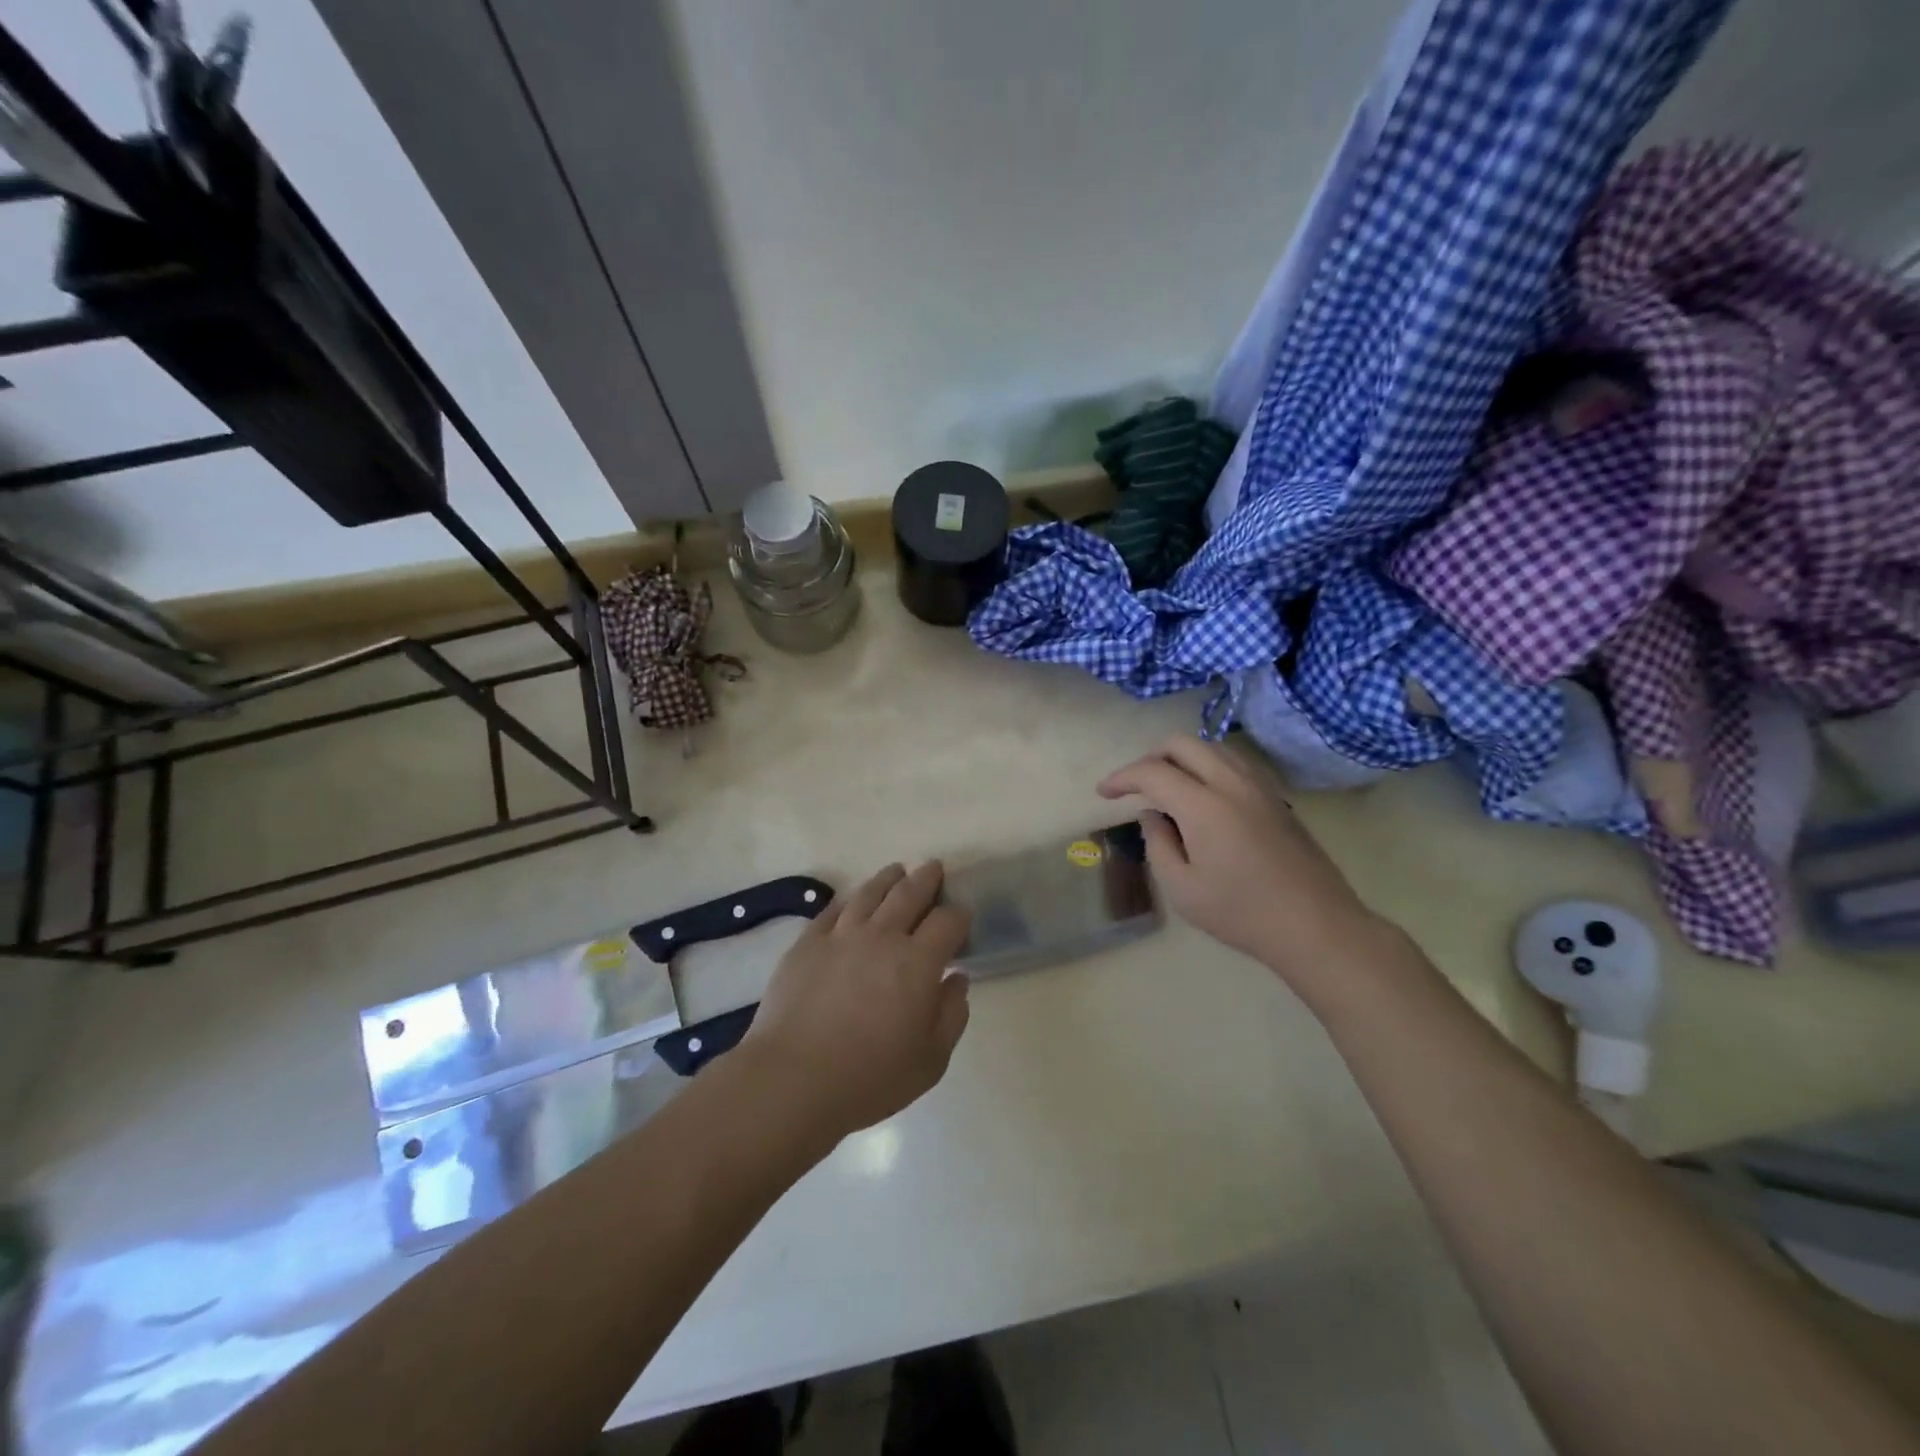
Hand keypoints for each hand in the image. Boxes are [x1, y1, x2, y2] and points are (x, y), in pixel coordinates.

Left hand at [741, 861, 971, 1141]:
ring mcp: (841, 935)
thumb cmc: (870, 1077)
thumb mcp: (930, 1060)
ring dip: (888, 879)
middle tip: (934, 868)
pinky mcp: (807, 943)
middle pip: (909, 894)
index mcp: (918, 962)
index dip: (959, 915)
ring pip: (871, 893)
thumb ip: (951, 1015)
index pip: (947, 922)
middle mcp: (882, 937)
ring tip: (897, 871)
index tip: (962, 917)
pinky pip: (832, 910)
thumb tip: (957, 979)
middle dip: (926, 879)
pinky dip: (849, 900)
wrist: (793, 1079)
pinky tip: (853, 900)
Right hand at [1099, 736, 1382, 987]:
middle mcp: (1231, 783)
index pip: (1152, 772)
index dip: (1122, 777)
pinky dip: (1209, 765)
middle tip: (1135, 786)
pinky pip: (1235, 762)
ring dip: (1182, 758)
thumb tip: (1152, 815)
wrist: (1315, 926)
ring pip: (1213, 747)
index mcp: (1203, 805)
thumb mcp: (1182, 889)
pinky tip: (1204, 794)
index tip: (1103, 793)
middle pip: (1183, 744)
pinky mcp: (1277, 797)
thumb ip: (1157, 844)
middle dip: (1150, 758)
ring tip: (1168, 786)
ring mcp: (1259, 786)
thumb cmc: (1241, 913)